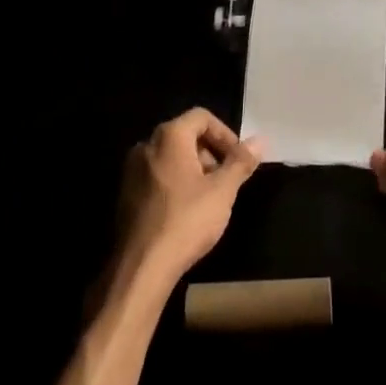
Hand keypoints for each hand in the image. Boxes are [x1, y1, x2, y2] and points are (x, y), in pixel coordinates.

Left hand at [113, 109, 262, 288]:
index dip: (225, 134)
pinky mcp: (125, 194)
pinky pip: (156, 177)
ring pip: (170, 158)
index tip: (238, 160)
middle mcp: (146, 145)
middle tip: (226, 181)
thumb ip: (241, 162)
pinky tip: (186, 212)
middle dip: (210, 153)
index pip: (201, 117)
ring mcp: (132, 170)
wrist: (141, 267)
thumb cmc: (186, 221)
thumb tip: (260, 140)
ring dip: (194, 170)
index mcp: (169, 136)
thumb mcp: (222, 191)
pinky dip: (175, 184)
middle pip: (185, 135)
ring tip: (209, 199)